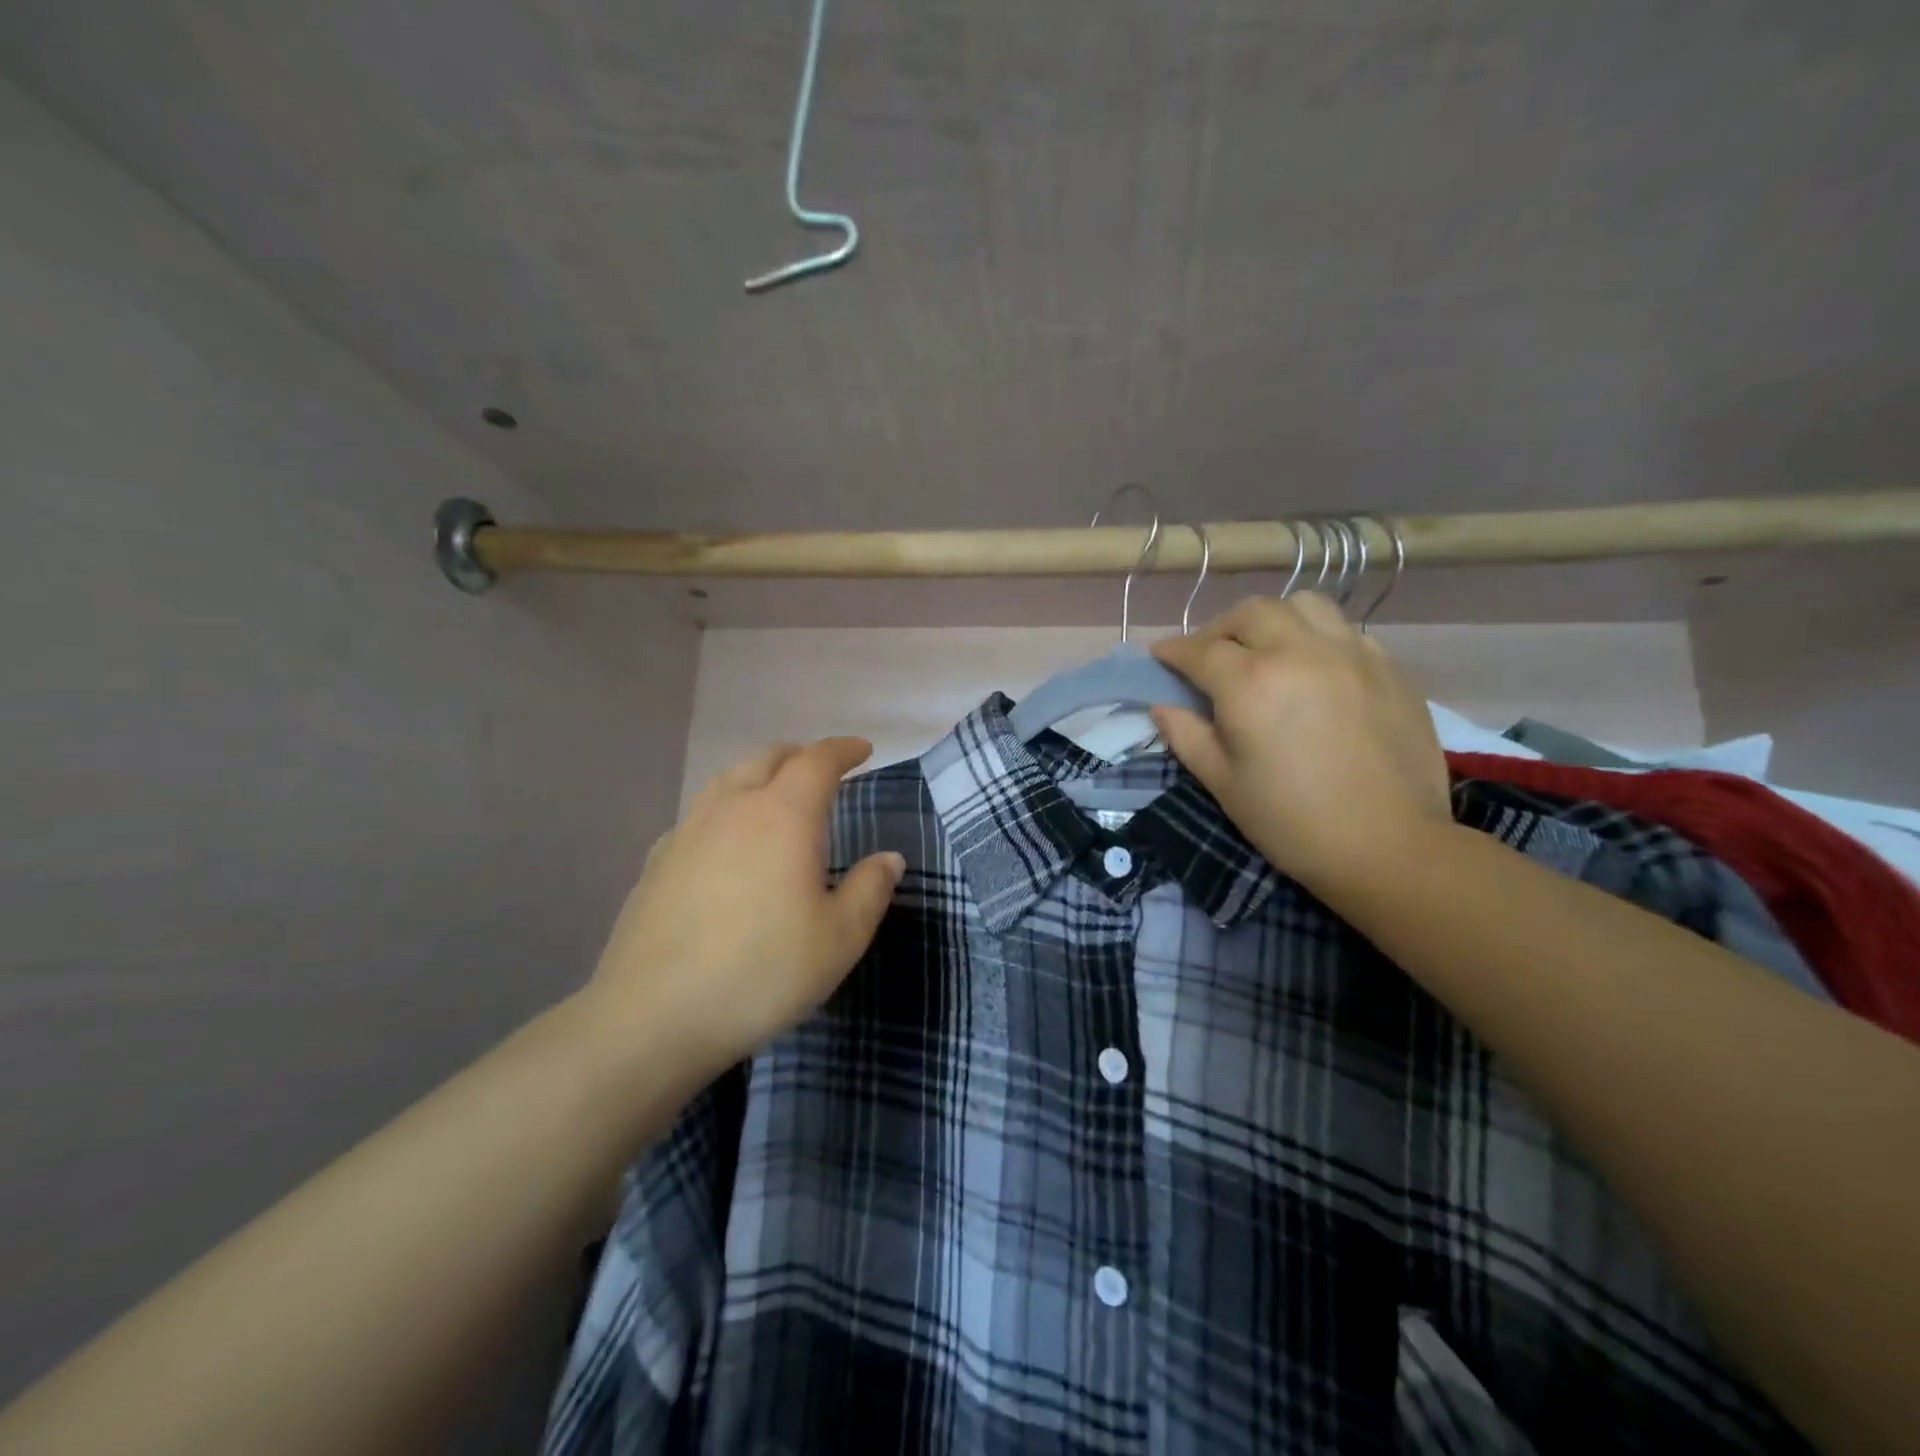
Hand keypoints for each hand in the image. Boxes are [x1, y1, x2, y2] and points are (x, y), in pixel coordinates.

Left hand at [577, 738, 904, 1087]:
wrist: (653, 1016)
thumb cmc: (762, 972)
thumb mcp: (840, 938)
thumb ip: (870, 889)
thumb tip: (888, 858)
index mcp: (782, 816)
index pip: (817, 761)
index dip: (843, 750)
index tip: (863, 749)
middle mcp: (732, 809)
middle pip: (767, 759)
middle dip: (800, 756)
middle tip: (822, 770)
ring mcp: (687, 831)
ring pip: (727, 780)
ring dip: (759, 774)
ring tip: (775, 794)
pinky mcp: (657, 861)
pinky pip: (700, 813)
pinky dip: (725, 807)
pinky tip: (726, 840)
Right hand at [1150, 594, 1451, 903]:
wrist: (1389, 846)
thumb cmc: (1291, 821)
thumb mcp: (1223, 783)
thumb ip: (1187, 736)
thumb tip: (1162, 707)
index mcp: (1250, 683)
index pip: (1199, 650)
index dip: (1173, 651)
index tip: (1160, 657)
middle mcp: (1299, 652)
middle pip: (1250, 613)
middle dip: (1220, 628)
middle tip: (1210, 655)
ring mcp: (1350, 654)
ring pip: (1303, 605)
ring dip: (1273, 619)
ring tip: (1266, 647)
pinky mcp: (1388, 668)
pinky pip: (1344, 630)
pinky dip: (1317, 637)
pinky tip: (1314, 668)